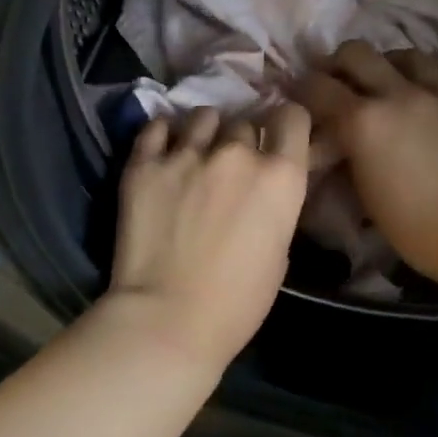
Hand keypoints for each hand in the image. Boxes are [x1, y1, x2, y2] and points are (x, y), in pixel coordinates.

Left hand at [105, 101, 311, 370]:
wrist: (168, 319)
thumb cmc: (237, 303)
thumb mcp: (279, 254)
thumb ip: (275, 209)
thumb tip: (262, 193)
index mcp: (280, 177)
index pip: (293, 117)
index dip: (285, 124)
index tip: (276, 136)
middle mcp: (237, 154)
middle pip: (244, 122)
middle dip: (240, 141)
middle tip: (229, 166)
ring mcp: (187, 154)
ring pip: (202, 117)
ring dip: (204, 132)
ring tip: (194, 152)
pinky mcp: (144, 164)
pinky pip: (156, 127)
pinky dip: (163, 134)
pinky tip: (162, 149)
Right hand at [294, 42, 437, 287]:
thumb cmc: (416, 229)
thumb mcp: (364, 195)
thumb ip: (346, 155)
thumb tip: (335, 141)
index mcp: (364, 122)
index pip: (318, 88)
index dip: (302, 89)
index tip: (299, 98)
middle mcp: (398, 95)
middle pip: (357, 53)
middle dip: (338, 64)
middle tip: (337, 83)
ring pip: (405, 54)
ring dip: (386, 64)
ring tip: (384, 83)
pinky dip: (428, 76)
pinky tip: (425, 91)